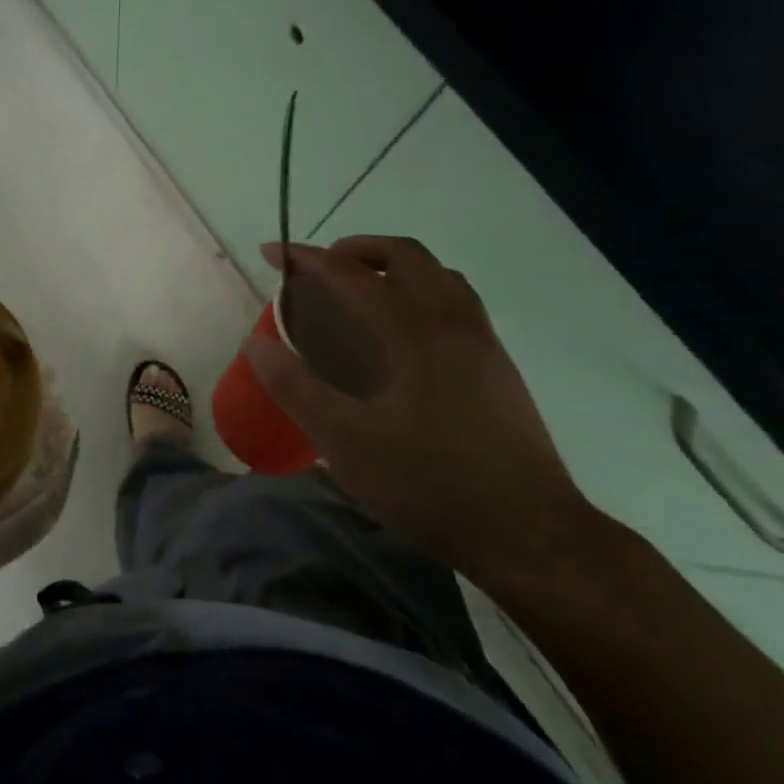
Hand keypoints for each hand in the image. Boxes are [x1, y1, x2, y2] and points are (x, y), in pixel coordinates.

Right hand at [247, 237, 600, 589]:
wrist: (529, 533)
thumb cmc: (429, 485)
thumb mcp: (345, 441)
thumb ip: (295, 388)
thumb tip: (254, 343)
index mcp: (413, 332)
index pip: (351, 274)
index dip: (306, 258)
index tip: (272, 253)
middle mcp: (452, 322)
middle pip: (404, 255)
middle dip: (355, 249)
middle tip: (319, 270)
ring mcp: (482, 342)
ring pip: (438, 275)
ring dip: (392, 266)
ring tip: (359, 291)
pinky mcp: (498, 366)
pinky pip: (455, 301)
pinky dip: (419, 291)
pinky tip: (401, 334)